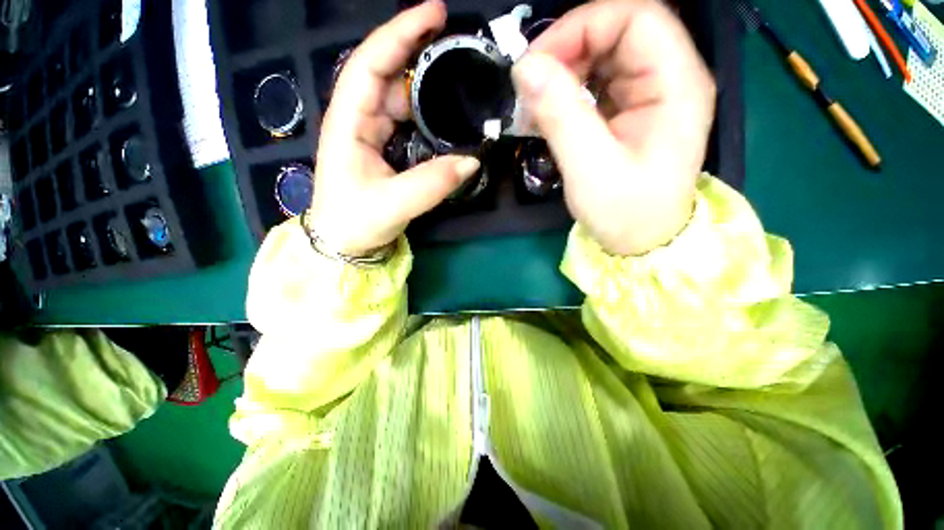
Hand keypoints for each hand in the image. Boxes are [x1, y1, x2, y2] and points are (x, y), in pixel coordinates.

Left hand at [309, 0, 480, 256]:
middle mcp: (357, 120)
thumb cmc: (356, 222)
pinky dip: (423, 112)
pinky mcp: (381, 149)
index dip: (400, 35)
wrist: (344, 243)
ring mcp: (369, 134)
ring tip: (454, 77)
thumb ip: (433, 183)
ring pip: (396, 97)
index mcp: (349, 123)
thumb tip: (472, 161)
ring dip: (422, 85)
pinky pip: (403, 120)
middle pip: (386, 74)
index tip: (435, 15)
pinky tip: (442, 113)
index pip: (370, 63)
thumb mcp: (394, 204)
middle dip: (416, 52)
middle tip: (455, 46)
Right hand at [512, 0, 714, 255]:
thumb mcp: (590, 168)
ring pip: (605, 55)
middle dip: (569, 49)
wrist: (640, 241)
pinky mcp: (631, 112)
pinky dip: (569, 91)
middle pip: (619, 31)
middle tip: (532, 85)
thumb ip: (560, 115)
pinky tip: (550, 113)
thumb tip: (525, 69)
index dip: (583, 26)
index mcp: (677, 84)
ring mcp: (650, 95)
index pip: (637, 17)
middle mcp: (669, 79)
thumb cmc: (625, 212)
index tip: (538, 61)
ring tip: (537, 103)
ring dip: (565, 71)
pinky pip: (598, 82)